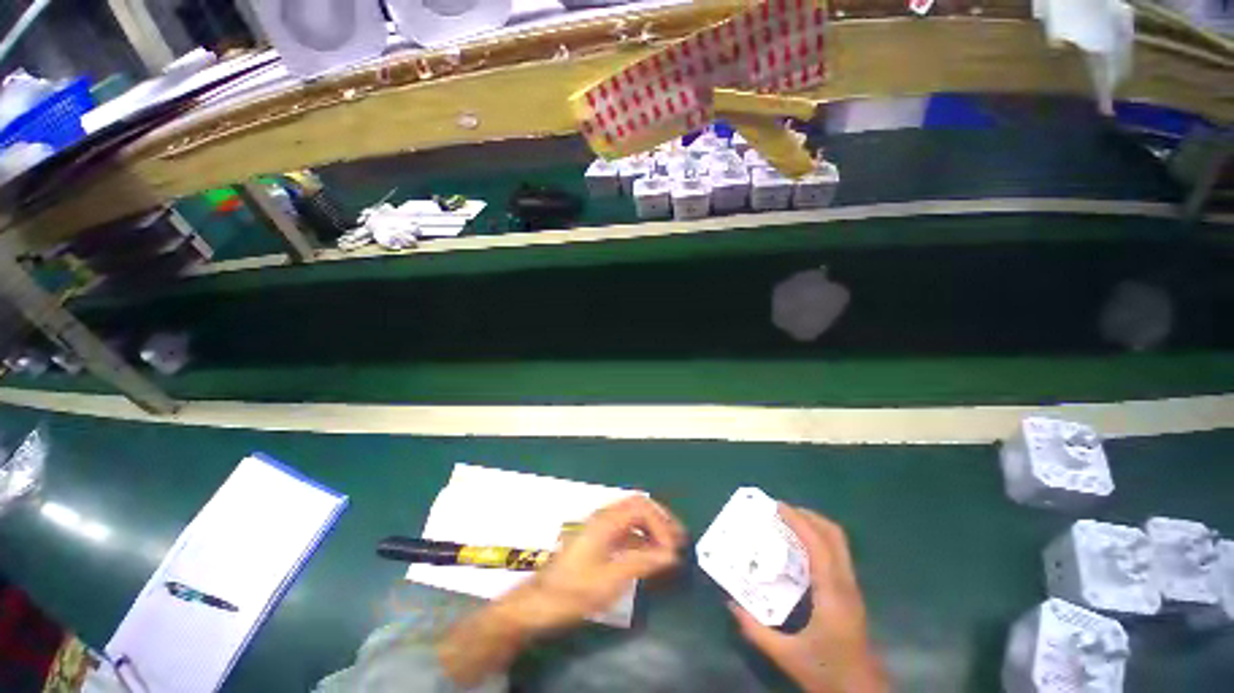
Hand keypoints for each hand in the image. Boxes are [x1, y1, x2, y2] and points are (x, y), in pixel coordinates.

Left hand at [502, 494, 685, 634]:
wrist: (540, 603)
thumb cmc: (575, 591)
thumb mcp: (611, 579)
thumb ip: (643, 562)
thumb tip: (671, 554)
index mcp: (606, 521)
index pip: (642, 507)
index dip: (662, 524)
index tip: (673, 549)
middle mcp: (604, 517)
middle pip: (638, 506)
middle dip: (660, 520)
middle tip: (678, 540)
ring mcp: (599, 527)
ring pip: (632, 516)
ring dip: (652, 527)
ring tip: (669, 546)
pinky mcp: (597, 539)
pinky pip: (625, 529)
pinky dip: (642, 537)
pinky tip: (649, 554)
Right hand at [728, 504, 887, 692]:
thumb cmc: (827, 671)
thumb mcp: (786, 655)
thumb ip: (755, 630)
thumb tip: (730, 603)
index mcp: (831, 593)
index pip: (818, 545)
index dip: (799, 521)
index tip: (777, 507)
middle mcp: (845, 584)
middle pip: (834, 536)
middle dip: (808, 516)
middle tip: (782, 510)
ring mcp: (852, 587)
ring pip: (839, 543)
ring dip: (815, 525)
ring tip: (790, 521)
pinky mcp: (851, 592)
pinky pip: (837, 553)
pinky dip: (819, 538)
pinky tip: (801, 547)